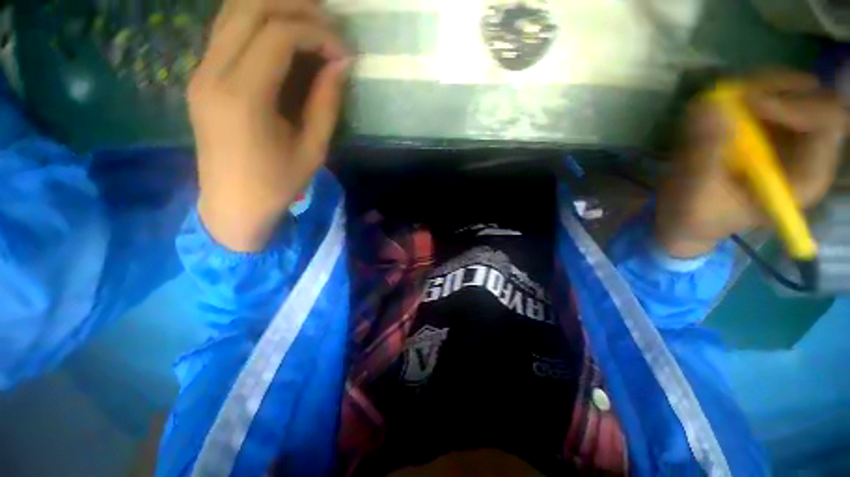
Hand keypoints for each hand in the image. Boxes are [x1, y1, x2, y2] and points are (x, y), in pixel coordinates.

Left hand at [189, 0, 350, 251]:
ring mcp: (201, 71)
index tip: (343, 52)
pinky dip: (258, 21)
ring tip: (310, 21)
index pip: (278, 35)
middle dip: (295, 6)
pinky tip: (283, 35)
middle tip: (328, 22)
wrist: (232, 205)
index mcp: (243, 98)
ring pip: (233, 11)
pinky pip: (227, 30)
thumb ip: (326, 103)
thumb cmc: (277, 185)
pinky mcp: (201, 76)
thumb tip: (341, 64)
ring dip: (274, 6)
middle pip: (250, 7)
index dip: (317, 33)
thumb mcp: (313, 149)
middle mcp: (213, 73)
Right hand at [655, 71, 847, 257]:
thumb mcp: (696, 195)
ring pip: (797, 89)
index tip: (752, 105)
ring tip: (725, 99)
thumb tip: (706, 106)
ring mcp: (789, 136)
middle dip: (781, 89)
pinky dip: (749, 89)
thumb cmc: (697, 215)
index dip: (796, 107)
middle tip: (738, 95)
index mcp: (804, 177)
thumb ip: (703, 156)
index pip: (828, 123)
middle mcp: (806, 152)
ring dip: (762, 85)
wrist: (689, 217)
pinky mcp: (767, 128)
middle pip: (819, 99)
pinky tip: (724, 104)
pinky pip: (773, 92)